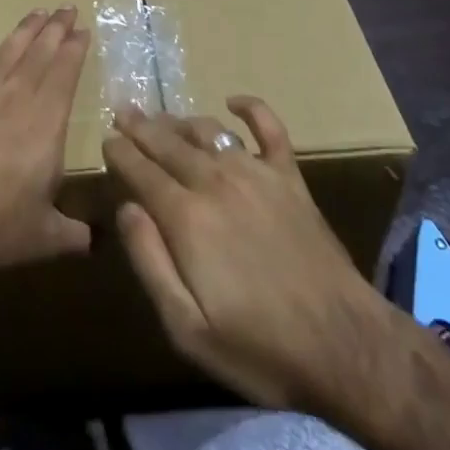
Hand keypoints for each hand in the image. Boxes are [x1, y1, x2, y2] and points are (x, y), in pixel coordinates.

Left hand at [0, 8, 91, 281]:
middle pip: (39, 56)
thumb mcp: (45, 237)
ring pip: (4, 55)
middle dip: (55, 29)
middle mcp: (14, 100)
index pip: (65, 74)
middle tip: (65, 7)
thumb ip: (73, 233)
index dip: (74, 49)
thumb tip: (95, 241)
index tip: (82, 29)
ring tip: (35, 12)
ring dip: (21, 32)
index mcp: (45, 124)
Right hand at [103, 98, 390, 413]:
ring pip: (209, 132)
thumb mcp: (187, 328)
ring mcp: (257, 174)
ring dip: (181, 121)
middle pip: (170, 144)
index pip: (143, 172)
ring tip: (163, 117)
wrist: (343, 345)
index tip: (107, 138)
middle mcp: (217, 182)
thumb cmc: (259, 348)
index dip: (121, 153)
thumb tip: (126, 209)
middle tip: (124, 111)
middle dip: (143, 127)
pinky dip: (251, 108)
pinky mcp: (291, 178)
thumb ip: (150, 262)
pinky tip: (234, 101)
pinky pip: (269, 128)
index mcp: (187, 218)